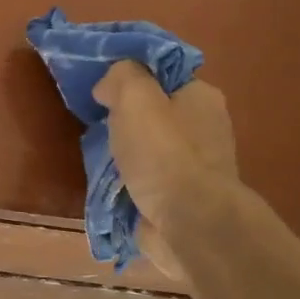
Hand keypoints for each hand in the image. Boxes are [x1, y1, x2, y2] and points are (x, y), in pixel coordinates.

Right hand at [92, 60, 238, 273]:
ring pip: (146, 148)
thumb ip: (120, 76)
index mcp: (201, 97)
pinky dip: (126, 181)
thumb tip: (107, 87)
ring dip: (122, 153)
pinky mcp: (180, 198)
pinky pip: (145, 179)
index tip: (103, 87)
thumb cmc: (163, 153)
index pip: (164, 76)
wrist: (187, 223)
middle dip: (123, 119)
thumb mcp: (135, 97)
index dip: (133, 78)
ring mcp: (193, 167)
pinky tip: (107, 184)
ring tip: (95, 156)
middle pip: (154, 113)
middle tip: (96, 122)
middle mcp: (204, 129)